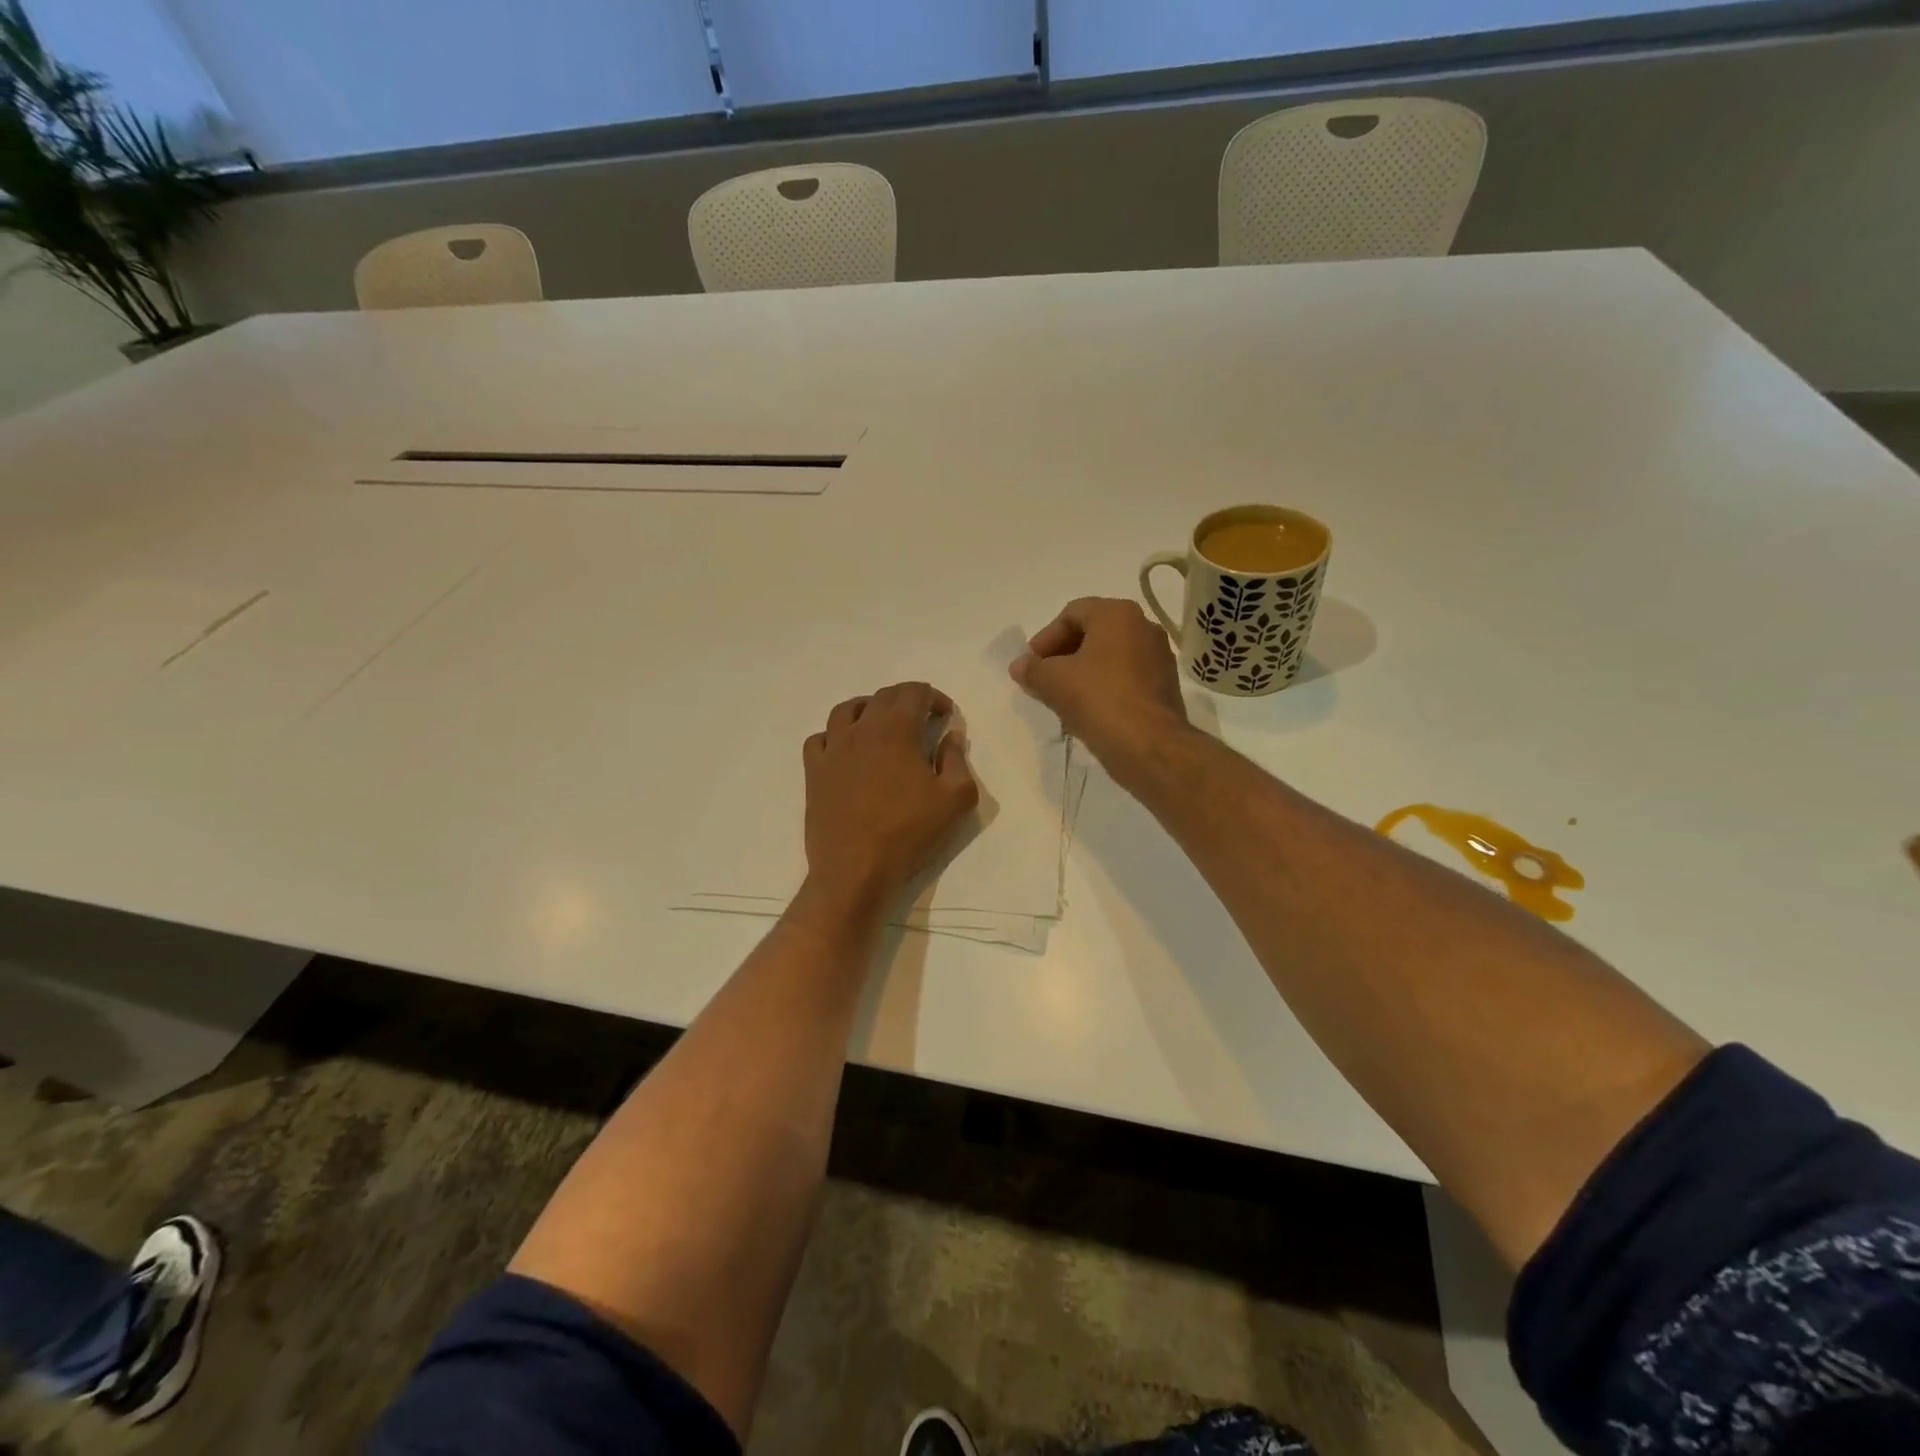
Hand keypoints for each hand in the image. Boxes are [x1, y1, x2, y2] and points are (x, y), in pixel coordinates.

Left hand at [801, 682, 978, 910]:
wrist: (855, 868)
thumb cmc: (909, 833)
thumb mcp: (956, 799)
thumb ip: (958, 760)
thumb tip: (951, 737)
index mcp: (897, 730)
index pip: (915, 692)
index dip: (934, 697)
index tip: (945, 716)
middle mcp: (862, 729)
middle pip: (883, 696)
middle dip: (906, 699)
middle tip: (921, 719)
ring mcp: (833, 749)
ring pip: (847, 710)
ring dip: (869, 709)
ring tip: (882, 725)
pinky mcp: (814, 771)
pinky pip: (820, 738)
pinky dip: (836, 735)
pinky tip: (846, 750)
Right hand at [1010, 598, 1191, 781]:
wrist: (1150, 747)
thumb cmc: (1099, 700)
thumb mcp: (1054, 681)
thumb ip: (1032, 669)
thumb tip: (1019, 666)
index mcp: (1118, 614)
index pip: (1071, 614)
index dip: (1045, 638)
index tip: (1031, 664)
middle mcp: (1143, 627)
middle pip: (1092, 633)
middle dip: (1062, 655)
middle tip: (1042, 679)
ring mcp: (1158, 657)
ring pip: (1108, 657)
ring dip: (1080, 673)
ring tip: (1060, 697)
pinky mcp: (1163, 686)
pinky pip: (1124, 677)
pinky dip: (1102, 687)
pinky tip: (1086, 711)